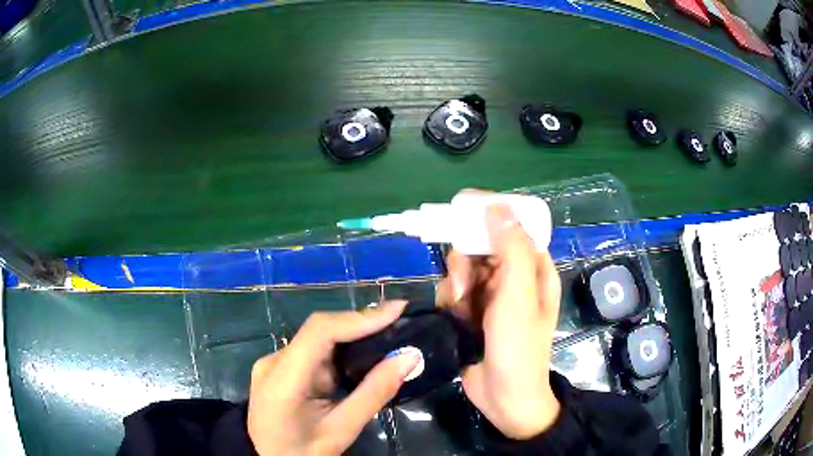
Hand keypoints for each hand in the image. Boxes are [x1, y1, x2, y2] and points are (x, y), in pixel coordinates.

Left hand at [247, 301, 419, 454]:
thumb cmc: (303, 452)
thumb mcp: (342, 430)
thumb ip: (374, 393)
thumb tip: (409, 357)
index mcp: (282, 380)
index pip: (319, 332)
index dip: (359, 317)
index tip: (398, 310)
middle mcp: (273, 362)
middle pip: (319, 331)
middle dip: (361, 324)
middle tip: (399, 320)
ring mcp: (272, 363)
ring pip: (317, 339)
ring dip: (352, 336)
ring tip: (388, 334)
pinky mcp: (278, 368)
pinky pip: (313, 351)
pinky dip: (340, 350)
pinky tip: (362, 354)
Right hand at [437, 195, 561, 439]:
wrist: (505, 398)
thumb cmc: (519, 348)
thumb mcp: (519, 296)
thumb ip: (512, 249)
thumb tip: (498, 205)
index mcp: (534, 267)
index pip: (512, 225)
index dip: (488, 213)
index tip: (460, 209)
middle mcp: (514, 276)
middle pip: (481, 245)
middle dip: (466, 260)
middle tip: (462, 283)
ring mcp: (493, 295)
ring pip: (464, 268)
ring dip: (457, 284)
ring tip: (461, 308)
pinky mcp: (474, 311)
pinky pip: (455, 290)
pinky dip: (451, 300)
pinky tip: (456, 318)